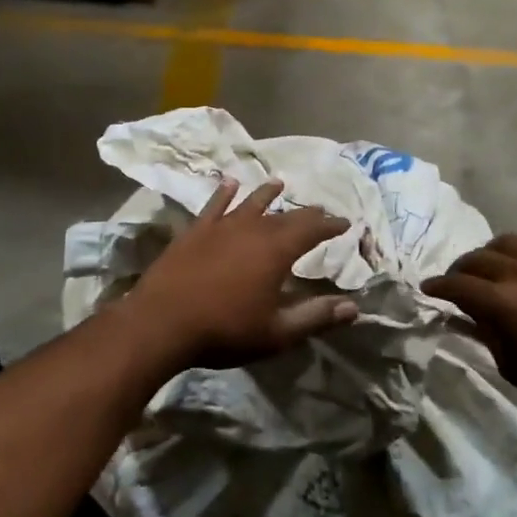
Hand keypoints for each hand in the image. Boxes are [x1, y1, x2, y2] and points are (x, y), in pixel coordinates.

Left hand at [124, 178, 358, 369]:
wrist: (162, 322)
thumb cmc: (225, 330)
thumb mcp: (277, 332)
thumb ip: (316, 317)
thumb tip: (354, 307)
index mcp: (277, 251)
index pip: (313, 230)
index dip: (331, 225)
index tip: (346, 223)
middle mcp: (252, 229)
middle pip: (285, 215)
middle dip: (306, 213)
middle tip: (319, 210)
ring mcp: (220, 227)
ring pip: (250, 203)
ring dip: (267, 193)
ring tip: (278, 183)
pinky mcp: (194, 231)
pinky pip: (213, 205)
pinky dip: (223, 193)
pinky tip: (228, 183)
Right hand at [424, 235, 516, 407]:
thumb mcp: (511, 365)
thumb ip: (484, 333)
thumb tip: (461, 316)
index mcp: (501, 303)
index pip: (457, 285)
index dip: (437, 286)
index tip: (428, 288)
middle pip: (477, 258)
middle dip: (459, 269)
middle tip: (457, 281)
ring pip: (506, 242)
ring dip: (490, 253)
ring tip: (491, 267)